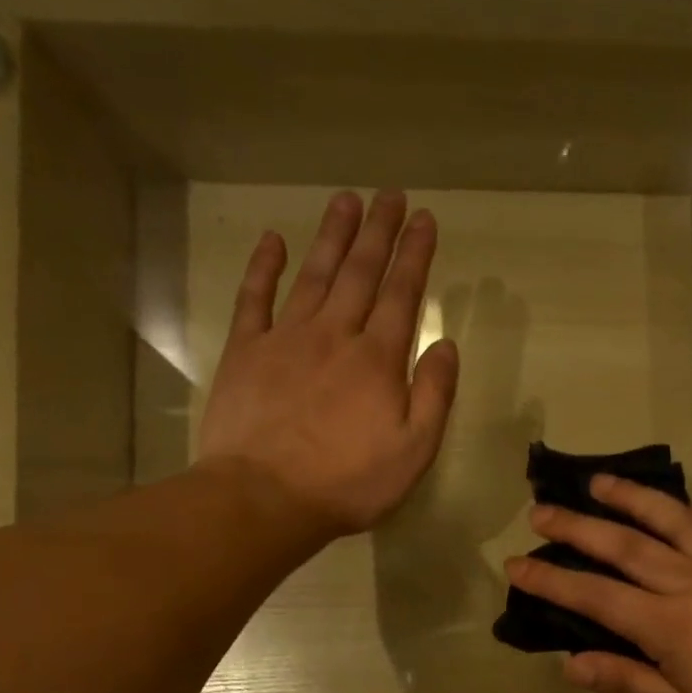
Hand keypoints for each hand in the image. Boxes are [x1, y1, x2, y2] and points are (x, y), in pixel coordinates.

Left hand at [195, 190, 459, 537]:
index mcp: (378, 360)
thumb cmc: (348, 482)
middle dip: (379, 231)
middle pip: (360, 272)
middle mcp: (334, 334)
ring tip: (347, 201)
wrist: (265, 497)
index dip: (415, 254)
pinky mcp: (245, 352)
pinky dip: (264, 266)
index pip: (403, 294)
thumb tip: (446, 344)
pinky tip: (273, 240)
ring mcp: (285, 338)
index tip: (424, 219)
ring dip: (332, 236)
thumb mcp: (414, 451)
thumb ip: (435, 395)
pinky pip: (255, 297)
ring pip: (314, 274)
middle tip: (389, 195)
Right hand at [504, 478, 691, 692]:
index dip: (551, 580)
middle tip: (541, 510)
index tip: (514, 563)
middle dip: (578, 526)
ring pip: (678, 520)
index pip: (596, 596)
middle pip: (627, 546)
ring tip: (601, 481)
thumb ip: (628, 679)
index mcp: (671, 624)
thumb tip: (570, 663)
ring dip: (635, 498)